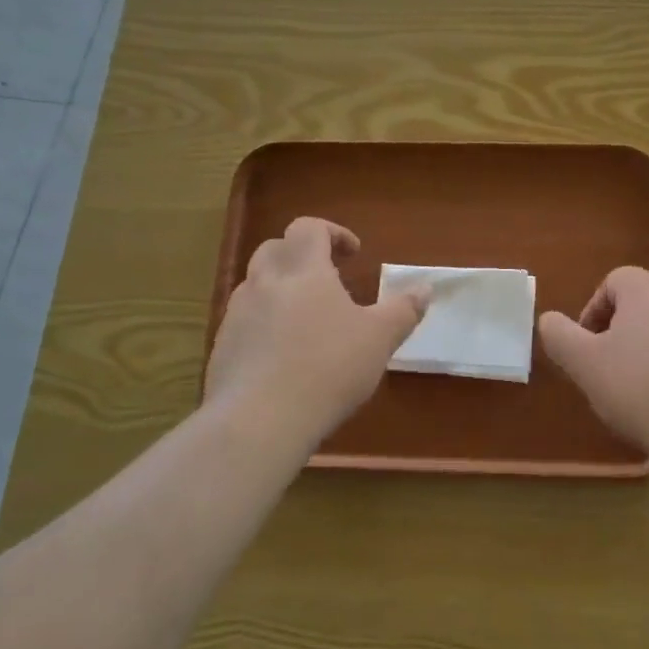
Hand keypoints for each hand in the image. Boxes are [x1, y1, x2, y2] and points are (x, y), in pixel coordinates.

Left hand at [205, 217, 425, 442]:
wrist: (259, 421)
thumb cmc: (328, 368)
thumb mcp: (379, 339)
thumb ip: (403, 310)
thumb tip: (426, 287)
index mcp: (303, 270)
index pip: (308, 227)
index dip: (333, 232)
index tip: (354, 254)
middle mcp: (264, 282)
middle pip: (275, 249)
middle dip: (301, 256)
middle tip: (327, 280)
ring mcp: (237, 314)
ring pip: (256, 284)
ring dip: (280, 289)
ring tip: (306, 320)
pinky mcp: (222, 347)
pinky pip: (244, 321)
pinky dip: (264, 324)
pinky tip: (282, 355)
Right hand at [539, 267, 648, 457]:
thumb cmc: (643, 392)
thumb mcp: (586, 365)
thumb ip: (560, 336)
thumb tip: (549, 319)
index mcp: (648, 291)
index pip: (614, 282)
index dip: (593, 313)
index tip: (588, 350)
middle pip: (645, 304)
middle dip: (624, 333)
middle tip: (612, 372)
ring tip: (646, 393)